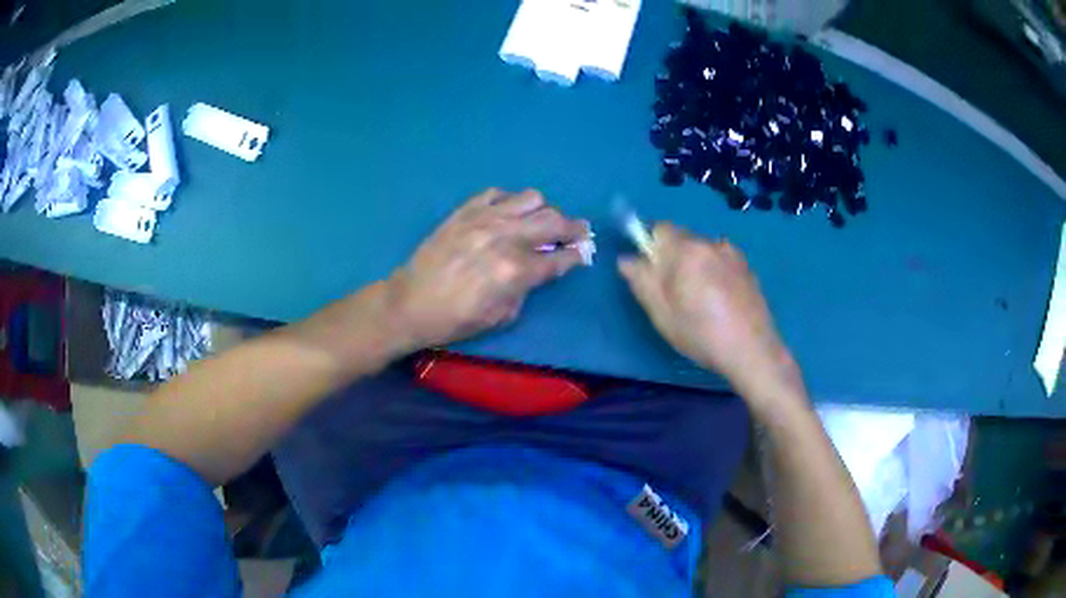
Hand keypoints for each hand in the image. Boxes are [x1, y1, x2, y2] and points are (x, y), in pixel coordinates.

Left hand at [387, 188, 588, 350]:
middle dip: (573, 227)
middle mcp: (505, 238)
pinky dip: (510, 201)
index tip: (584, 252)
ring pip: (530, 198)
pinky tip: (508, 213)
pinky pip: (497, 193)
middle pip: (553, 221)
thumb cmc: (454, 320)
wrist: (409, 303)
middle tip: (579, 231)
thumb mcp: (500, 317)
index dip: (577, 255)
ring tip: (540, 221)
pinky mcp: (465, 210)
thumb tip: (538, 270)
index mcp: (515, 271)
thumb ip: (525, 289)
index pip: (559, 258)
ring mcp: (484, 219)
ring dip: (543, 210)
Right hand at [618, 223, 802, 403]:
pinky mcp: (747, 268)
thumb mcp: (662, 313)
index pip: (660, 228)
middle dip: (673, 258)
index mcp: (686, 250)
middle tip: (674, 294)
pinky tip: (720, 302)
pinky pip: (721, 261)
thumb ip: (642, 281)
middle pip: (682, 239)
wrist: (752, 350)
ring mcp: (733, 254)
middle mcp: (711, 243)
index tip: (652, 274)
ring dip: (695, 265)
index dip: (650, 247)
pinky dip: (714, 273)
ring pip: (703, 251)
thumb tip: (627, 259)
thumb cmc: (702, 333)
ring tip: (701, 300)